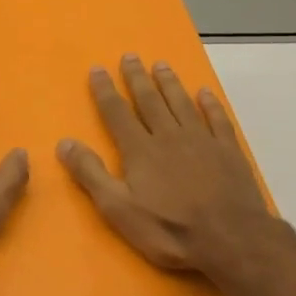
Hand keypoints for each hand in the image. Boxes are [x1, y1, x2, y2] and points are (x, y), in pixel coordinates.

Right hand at [57, 54, 276, 276]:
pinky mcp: (228, 151)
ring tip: (161, 65)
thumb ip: (91, 174)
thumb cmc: (170, 229)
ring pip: (181, 103)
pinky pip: (217, 119)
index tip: (97, 69)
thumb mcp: (119, 209)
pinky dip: (210, 104)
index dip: (105, 90)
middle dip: (137, 77)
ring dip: (169, 83)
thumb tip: (64, 142)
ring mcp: (201, 140)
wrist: (231, 239)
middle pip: (149, 100)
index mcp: (140, 150)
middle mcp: (168, 136)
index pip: (117, 112)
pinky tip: (205, 93)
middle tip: (130, 56)